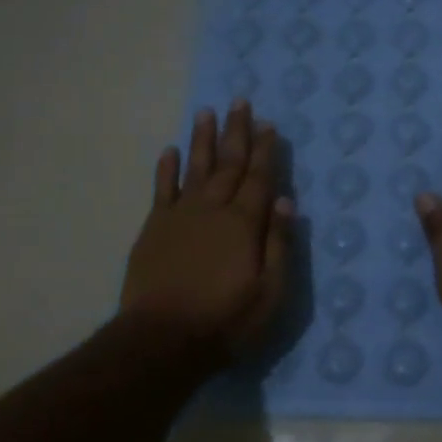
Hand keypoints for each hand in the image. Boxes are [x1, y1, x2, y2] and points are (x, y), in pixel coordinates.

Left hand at [121, 100, 293, 362]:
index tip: (268, 123)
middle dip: (236, 132)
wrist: (162, 339)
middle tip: (239, 102)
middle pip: (228, 164)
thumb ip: (279, 244)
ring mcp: (180, 216)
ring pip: (195, 168)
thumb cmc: (225, 320)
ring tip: (206, 112)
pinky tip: (170, 150)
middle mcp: (213, 209)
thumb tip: (286, 201)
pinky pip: (161, 189)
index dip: (265, 151)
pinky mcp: (154, 229)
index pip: (259, 178)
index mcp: (244, 223)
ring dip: (203, 140)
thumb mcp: (270, 292)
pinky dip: (166, 169)